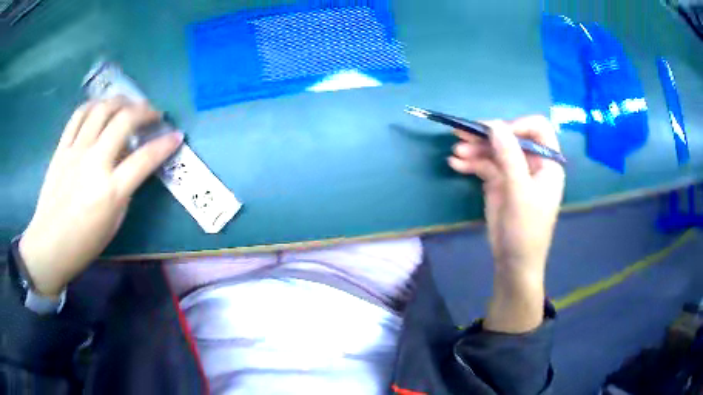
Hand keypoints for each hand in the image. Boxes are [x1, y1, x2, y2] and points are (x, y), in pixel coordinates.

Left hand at [19, 98, 183, 296]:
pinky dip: (94, 106)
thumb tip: (131, 166)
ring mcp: (76, 152)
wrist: (49, 245)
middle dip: (145, 111)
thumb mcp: (113, 224)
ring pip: (101, 110)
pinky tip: (101, 108)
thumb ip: (124, 191)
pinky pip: (79, 116)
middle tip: (153, 113)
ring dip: (120, 101)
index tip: (176, 136)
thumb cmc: (84, 244)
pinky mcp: (62, 148)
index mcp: (110, 191)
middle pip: (124, 121)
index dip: (165, 144)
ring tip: (128, 105)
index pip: (145, 158)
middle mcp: (94, 164)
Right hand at [448, 116, 564, 332]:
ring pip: (494, 150)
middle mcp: (531, 163)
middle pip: (509, 137)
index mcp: (547, 162)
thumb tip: (494, 124)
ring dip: (474, 149)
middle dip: (487, 136)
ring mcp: (513, 172)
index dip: (517, 125)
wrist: (513, 263)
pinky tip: (455, 165)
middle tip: (462, 134)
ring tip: (455, 153)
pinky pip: (484, 165)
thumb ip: (509, 156)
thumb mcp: (520, 192)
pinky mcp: (498, 183)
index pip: (537, 128)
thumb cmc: (526, 229)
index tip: (495, 132)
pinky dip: (470, 163)